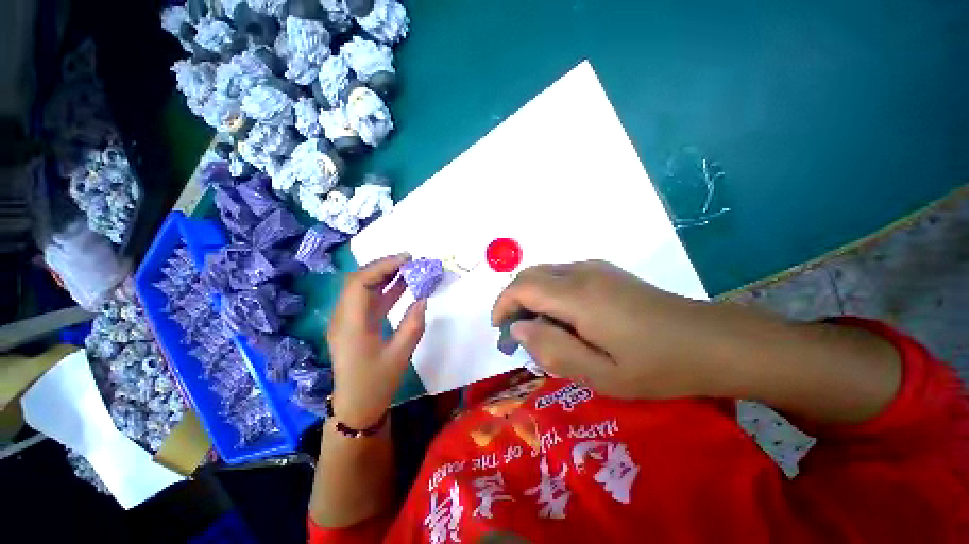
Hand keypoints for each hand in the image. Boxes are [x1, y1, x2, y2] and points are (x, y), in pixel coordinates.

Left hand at [327, 254, 426, 427]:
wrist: (357, 407)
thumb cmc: (377, 383)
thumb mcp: (400, 355)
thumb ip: (413, 324)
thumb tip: (423, 297)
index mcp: (351, 324)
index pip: (360, 283)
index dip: (383, 266)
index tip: (408, 260)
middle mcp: (343, 317)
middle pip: (358, 280)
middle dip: (384, 266)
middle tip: (411, 261)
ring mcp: (347, 320)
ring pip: (363, 288)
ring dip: (385, 275)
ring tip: (409, 268)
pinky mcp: (354, 324)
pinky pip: (368, 300)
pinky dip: (384, 289)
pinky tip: (401, 284)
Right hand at [492, 260, 723, 399]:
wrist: (712, 341)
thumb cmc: (658, 365)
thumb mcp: (602, 374)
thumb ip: (553, 350)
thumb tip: (520, 329)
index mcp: (579, 295)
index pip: (523, 287)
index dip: (503, 305)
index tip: (500, 329)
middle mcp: (582, 272)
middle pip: (531, 274)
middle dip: (514, 300)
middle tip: (517, 332)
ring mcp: (596, 268)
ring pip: (546, 273)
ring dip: (531, 296)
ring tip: (539, 328)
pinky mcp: (606, 271)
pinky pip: (563, 275)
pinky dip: (549, 292)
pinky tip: (563, 317)